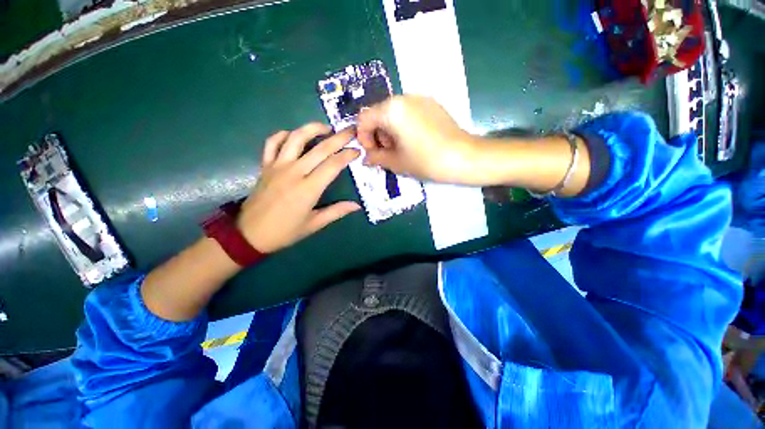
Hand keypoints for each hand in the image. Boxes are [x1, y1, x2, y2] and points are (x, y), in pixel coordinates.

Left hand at [237, 124, 360, 252]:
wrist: (249, 234)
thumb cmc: (285, 231)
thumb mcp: (314, 224)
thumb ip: (336, 211)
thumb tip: (357, 206)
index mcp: (308, 189)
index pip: (333, 165)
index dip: (347, 155)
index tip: (357, 151)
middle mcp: (294, 172)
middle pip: (320, 149)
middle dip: (338, 138)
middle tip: (350, 130)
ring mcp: (277, 166)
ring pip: (295, 138)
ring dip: (312, 128)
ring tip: (326, 128)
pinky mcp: (265, 165)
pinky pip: (272, 143)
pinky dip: (283, 134)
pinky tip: (294, 135)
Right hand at [356, 95, 478, 183]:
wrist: (463, 157)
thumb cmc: (426, 161)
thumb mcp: (396, 162)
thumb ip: (376, 158)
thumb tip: (367, 158)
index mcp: (391, 110)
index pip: (365, 119)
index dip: (363, 138)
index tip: (372, 153)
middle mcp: (404, 97)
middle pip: (379, 114)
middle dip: (378, 135)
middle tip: (387, 153)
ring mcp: (420, 99)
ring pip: (394, 113)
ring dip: (390, 131)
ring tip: (401, 149)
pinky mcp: (432, 104)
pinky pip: (409, 112)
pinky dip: (403, 126)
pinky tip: (414, 141)